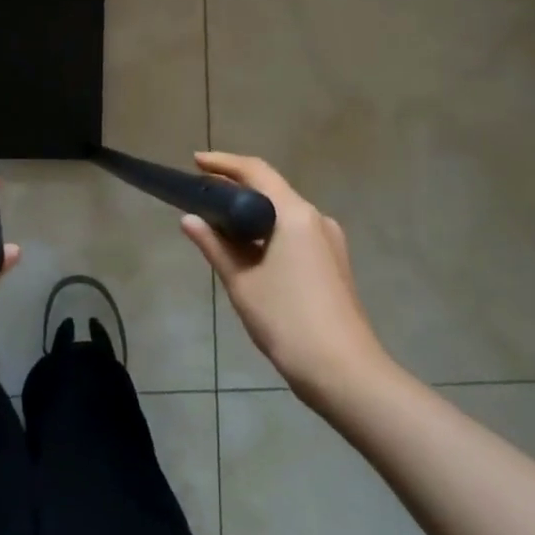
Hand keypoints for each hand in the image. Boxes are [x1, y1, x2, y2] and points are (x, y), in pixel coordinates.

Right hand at [182, 152, 392, 404]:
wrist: (344, 372)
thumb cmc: (287, 320)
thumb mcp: (241, 281)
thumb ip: (214, 245)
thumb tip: (189, 219)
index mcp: (295, 215)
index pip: (257, 171)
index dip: (224, 163)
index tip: (196, 161)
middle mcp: (316, 219)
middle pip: (272, 190)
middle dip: (236, 187)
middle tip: (201, 192)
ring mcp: (330, 242)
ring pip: (283, 213)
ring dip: (252, 212)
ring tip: (219, 221)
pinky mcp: (333, 263)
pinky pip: (295, 232)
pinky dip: (268, 231)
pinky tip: (248, 249)